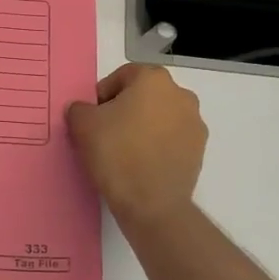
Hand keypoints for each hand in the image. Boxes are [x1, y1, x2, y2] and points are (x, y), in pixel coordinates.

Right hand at [66, 64, 206, 231]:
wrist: (151, 203)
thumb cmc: (116, 153)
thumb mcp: (82, 125)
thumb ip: (79, 108)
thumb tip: (84, 110)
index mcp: (154, 80)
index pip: (123, 76)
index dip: (103, 94)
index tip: (93, 117)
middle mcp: (181, 95)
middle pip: (145, 95)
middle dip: (126, 109)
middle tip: (106, 133)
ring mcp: (195, 123)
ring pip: (161, 117)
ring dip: (144, 127)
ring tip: (124, 151)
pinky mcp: (199, 150)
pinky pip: (172, 140)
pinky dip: (158, 146)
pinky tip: (141, 164)